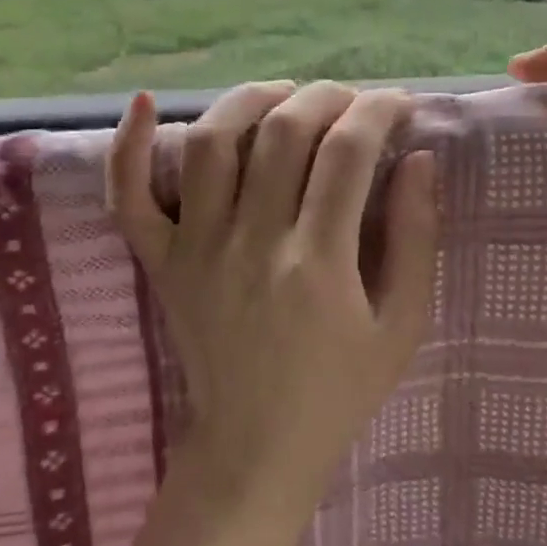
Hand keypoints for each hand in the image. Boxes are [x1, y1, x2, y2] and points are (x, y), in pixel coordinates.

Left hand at [107, 80, 439, 535]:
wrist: (255, 450)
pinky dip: (128, 146)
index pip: (347, 153)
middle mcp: (252, 243)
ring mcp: (196, 250)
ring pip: (210, 143)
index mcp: (319, 263)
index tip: (399, 102)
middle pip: (283, 132)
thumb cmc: (340, 391)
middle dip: (328, 96)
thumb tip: (418, 157)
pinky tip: (144, 102)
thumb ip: (415, 237)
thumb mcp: (403, 326)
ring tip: (287, 95)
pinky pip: (128, 197)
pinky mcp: (161, 263)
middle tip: (354, 100)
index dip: (378, 110)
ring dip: (251, 99)